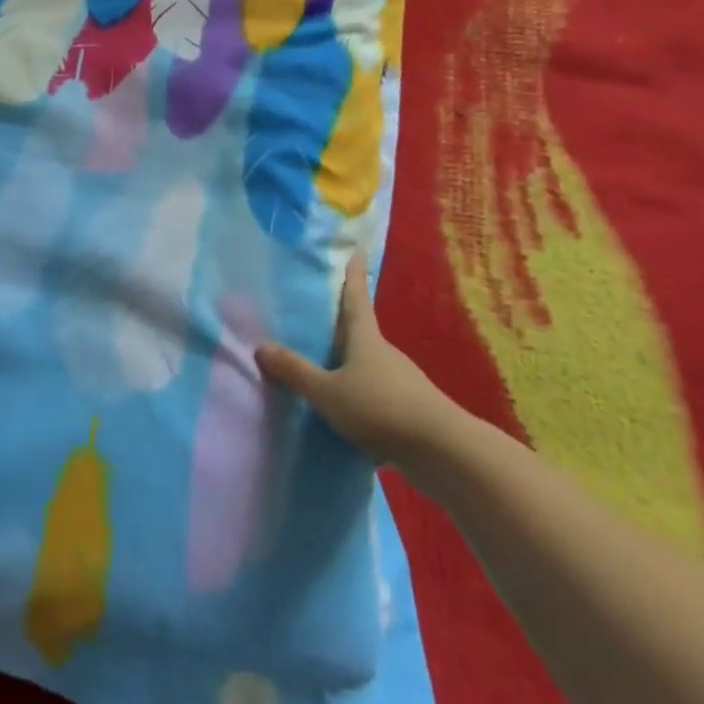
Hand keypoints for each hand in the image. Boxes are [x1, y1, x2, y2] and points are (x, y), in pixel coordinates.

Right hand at [255, 254, 472, 474]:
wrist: (443, 451)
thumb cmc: (381, 408)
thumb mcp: (328, 392)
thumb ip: (296, 372)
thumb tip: (260, 345)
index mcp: (365, 338)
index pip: (356, 298)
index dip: (354, 275)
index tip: (356, 251)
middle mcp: (383, 352)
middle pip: (359, 331)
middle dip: (341, 323)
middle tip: (317, 314)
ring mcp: (399, 380)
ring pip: (366, 364)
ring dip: (346, 363)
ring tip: (320, 368)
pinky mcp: (407, 408)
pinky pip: (373, 392)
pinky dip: (357, 394)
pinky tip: (341, 411)